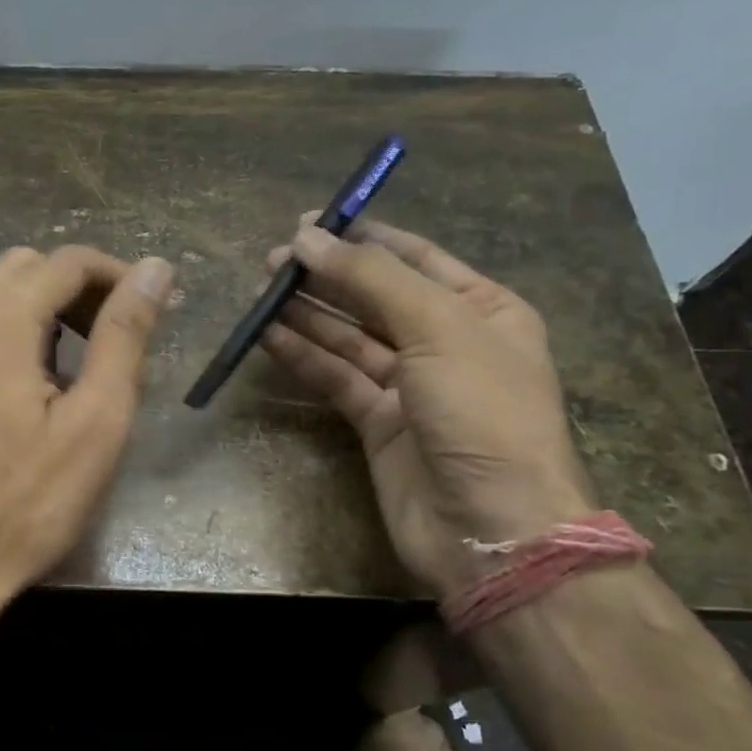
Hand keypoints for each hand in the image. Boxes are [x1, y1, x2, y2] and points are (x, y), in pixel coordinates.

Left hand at [0, 245, 172, 626]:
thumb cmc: (23, 505)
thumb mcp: (95, 423)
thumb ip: (125, 336)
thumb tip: (155, 268)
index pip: (68, 261)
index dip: (117, 276)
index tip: (148, 311)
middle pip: (23, 268)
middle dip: (74, 290)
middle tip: (108, 341)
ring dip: (33, 311)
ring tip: (66, 366)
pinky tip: (11, 389)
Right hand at [259, 220, 594, 600]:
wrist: (490, 527)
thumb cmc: (482, 413)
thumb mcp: (438, 328)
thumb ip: (371, 279)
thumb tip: (307, 237)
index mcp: (483, 310)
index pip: (415, 259)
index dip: (363, 239)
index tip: (310, 223)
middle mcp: (446, 342)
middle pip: (376, 297)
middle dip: (328, 276)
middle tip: (274, 261)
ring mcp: (410, 386)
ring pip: (349, 338)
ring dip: (308, 314)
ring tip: (261, 292)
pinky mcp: (376, 423)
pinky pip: (335, 377)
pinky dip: (303, 356)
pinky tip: (268, 335)